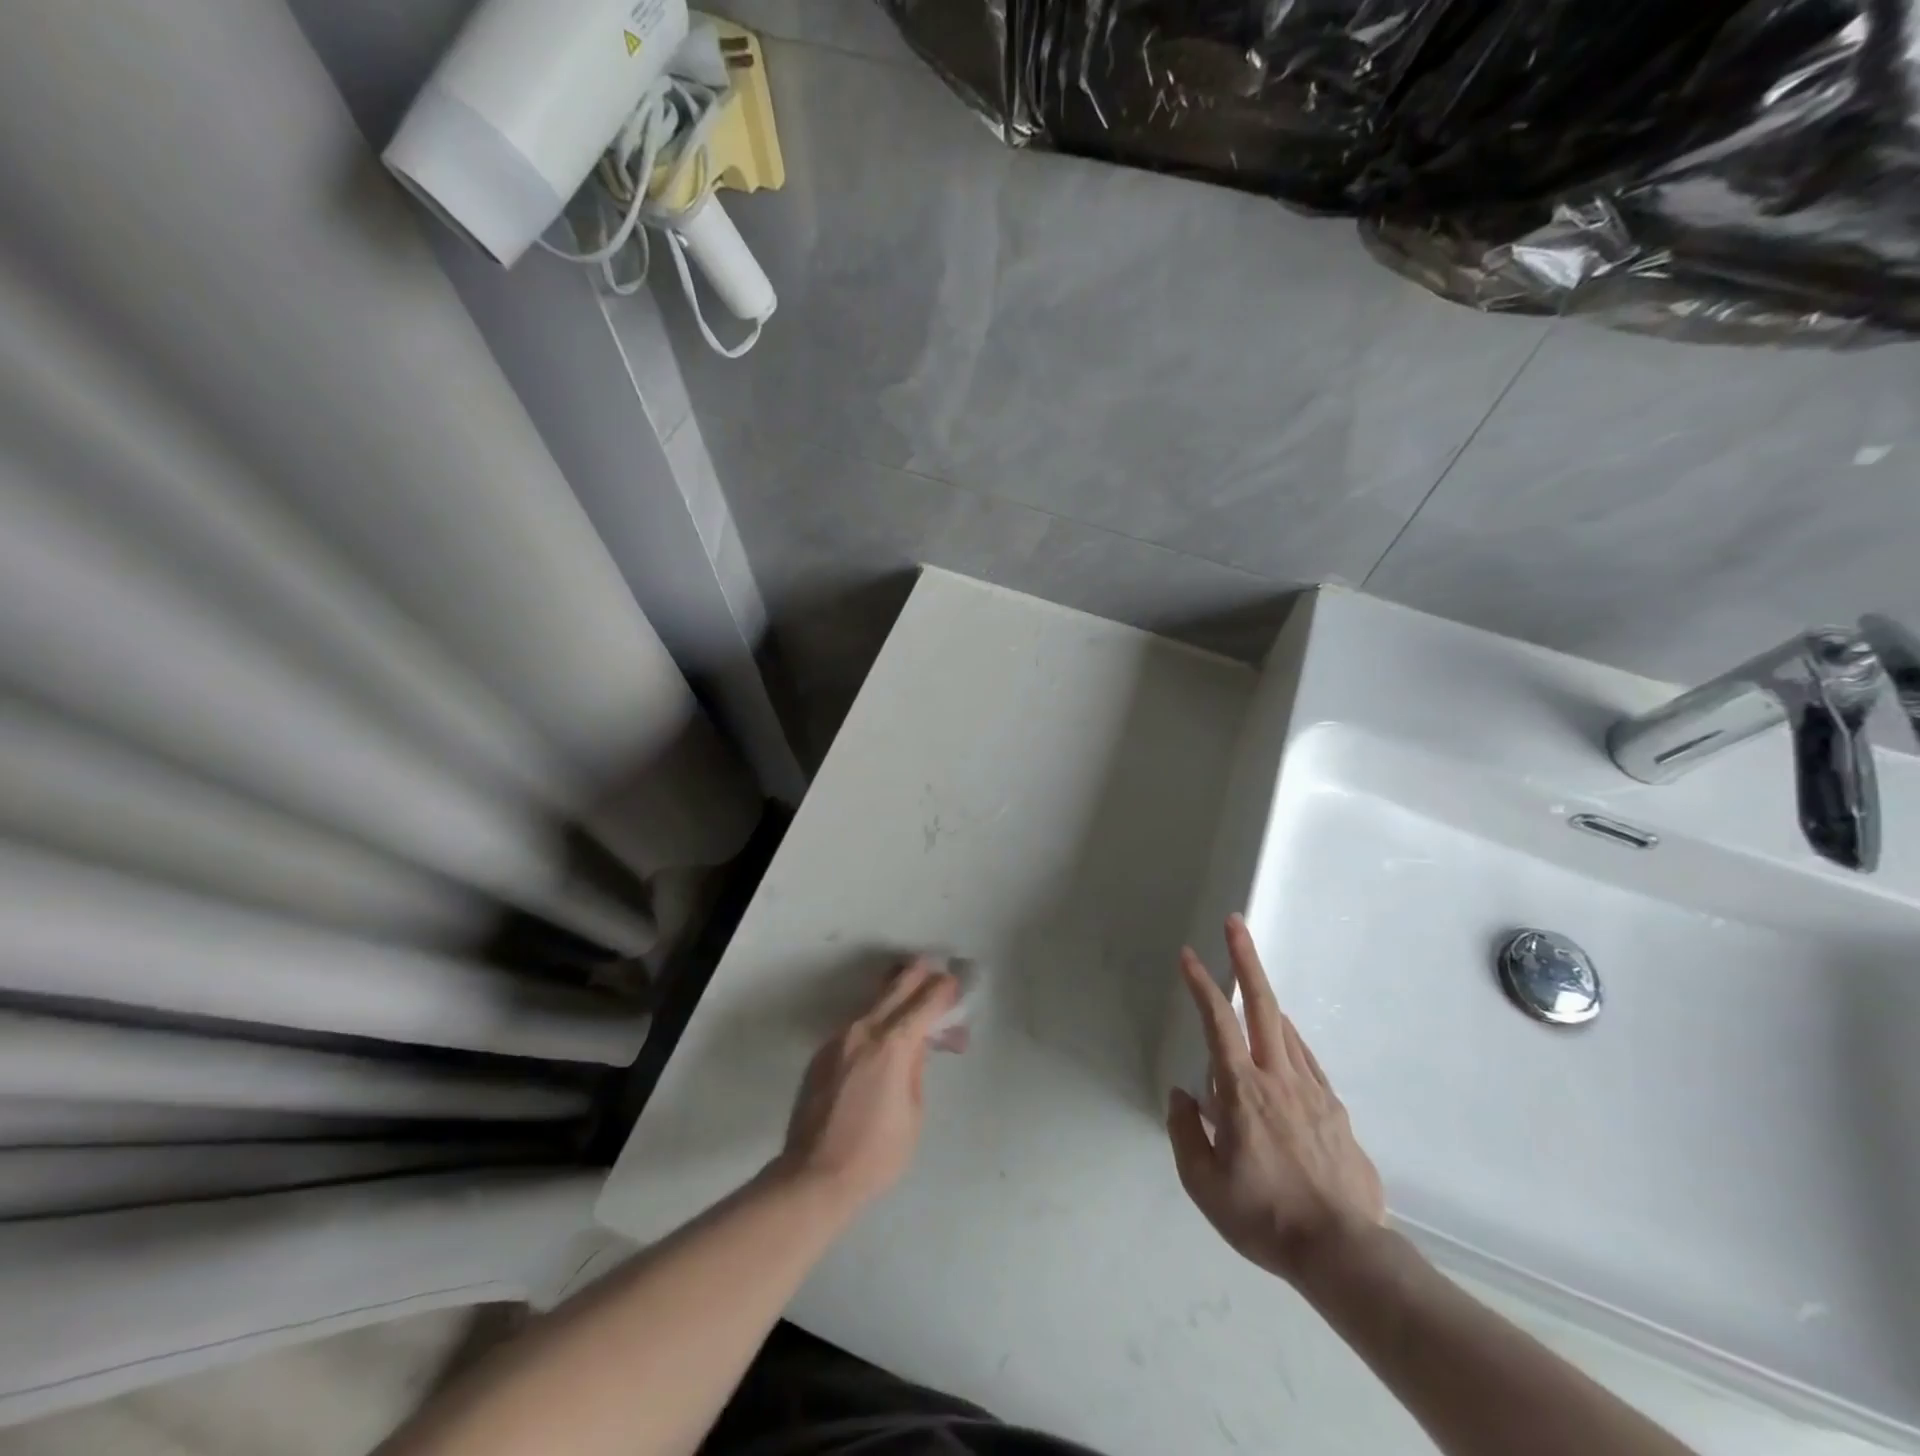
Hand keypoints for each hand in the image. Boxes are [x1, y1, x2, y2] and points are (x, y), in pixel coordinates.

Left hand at [775, 959, 958, 1214]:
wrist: (813, 1176)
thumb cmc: (875, 1153)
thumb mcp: (913, 1113)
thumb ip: (916, 1069)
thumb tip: (917, 1044)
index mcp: (892, 1045)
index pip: (924, 1002)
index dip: (942, 990)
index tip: (954, 984)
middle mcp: (863, 1031)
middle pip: (895, 988)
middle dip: (918, 975)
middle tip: (934, 968)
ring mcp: (838, 1039)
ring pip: (873, 1005)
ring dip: (895, 998)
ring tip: (912, 1000)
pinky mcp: (822, 1053)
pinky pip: (856, 1027)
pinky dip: (875, 1023)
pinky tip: (883, 1038)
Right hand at [1167, 915, 1385, 1285]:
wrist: (1344, 1253)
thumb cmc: (1265, 1216)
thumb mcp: (1204, 1185)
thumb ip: (1185, 1132)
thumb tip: (1182, 1095)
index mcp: (1243, 1091)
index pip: (1218, 1023)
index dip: (1201, 984)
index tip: (1189, 955)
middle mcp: (1279, 1078)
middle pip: (1262, 1005)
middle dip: (1246, 959)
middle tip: (1236, 924)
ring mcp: (1312, 1091)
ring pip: (1287, 1029)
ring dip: (1266, 998)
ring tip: (1251, 986)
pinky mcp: (1335, 1110)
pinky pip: (1306, 1059)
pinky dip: (1289, 1039)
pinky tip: (1284, 1042)